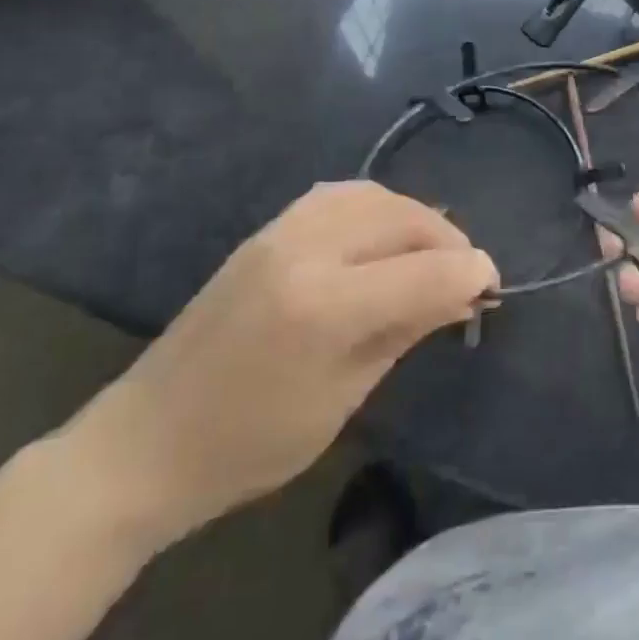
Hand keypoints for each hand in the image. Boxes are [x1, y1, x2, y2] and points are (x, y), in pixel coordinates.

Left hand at [64, 182, 496, 550]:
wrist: (146, 441)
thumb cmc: (250, 444)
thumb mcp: (343, 398)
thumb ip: (405, 331)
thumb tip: (464, 292)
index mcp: (326, 307)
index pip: (425, 271)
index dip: (471, 273)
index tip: (492, 287)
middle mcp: (306, 250)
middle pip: (404, 218)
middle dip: (448, 241)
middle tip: (466, 275)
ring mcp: (281, 232)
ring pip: (373, 195)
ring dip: (413, 217)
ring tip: (429, 252)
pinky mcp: (266, 230)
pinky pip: (338, 195)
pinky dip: (375, 207)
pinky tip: (382, 236)